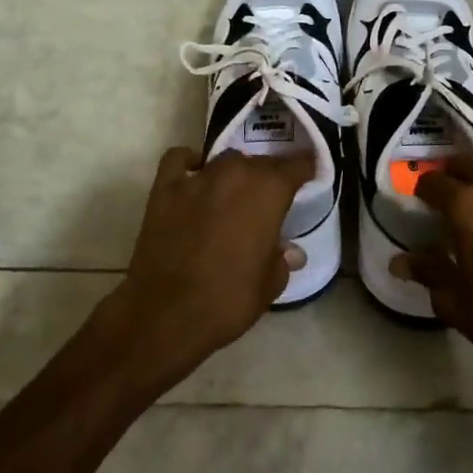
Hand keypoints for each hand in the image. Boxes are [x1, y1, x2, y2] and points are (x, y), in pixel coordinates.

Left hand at [108, 146, 312, 389]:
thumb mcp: (269, 284)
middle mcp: (236, 173)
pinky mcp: (165, 188)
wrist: (167, 313)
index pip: (296, 165)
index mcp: (269, 191)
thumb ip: (282, 260)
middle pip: (260, 161)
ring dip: (234, 172)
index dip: (305, 168)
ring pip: (224, 160)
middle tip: (270, 197)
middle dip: (269, 176)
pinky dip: (188, 163)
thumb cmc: (229, 300)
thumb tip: (290, 251)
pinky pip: (178, 159)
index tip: (308, 175)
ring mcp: (197, 178)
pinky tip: (193, 177)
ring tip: (234, 192)